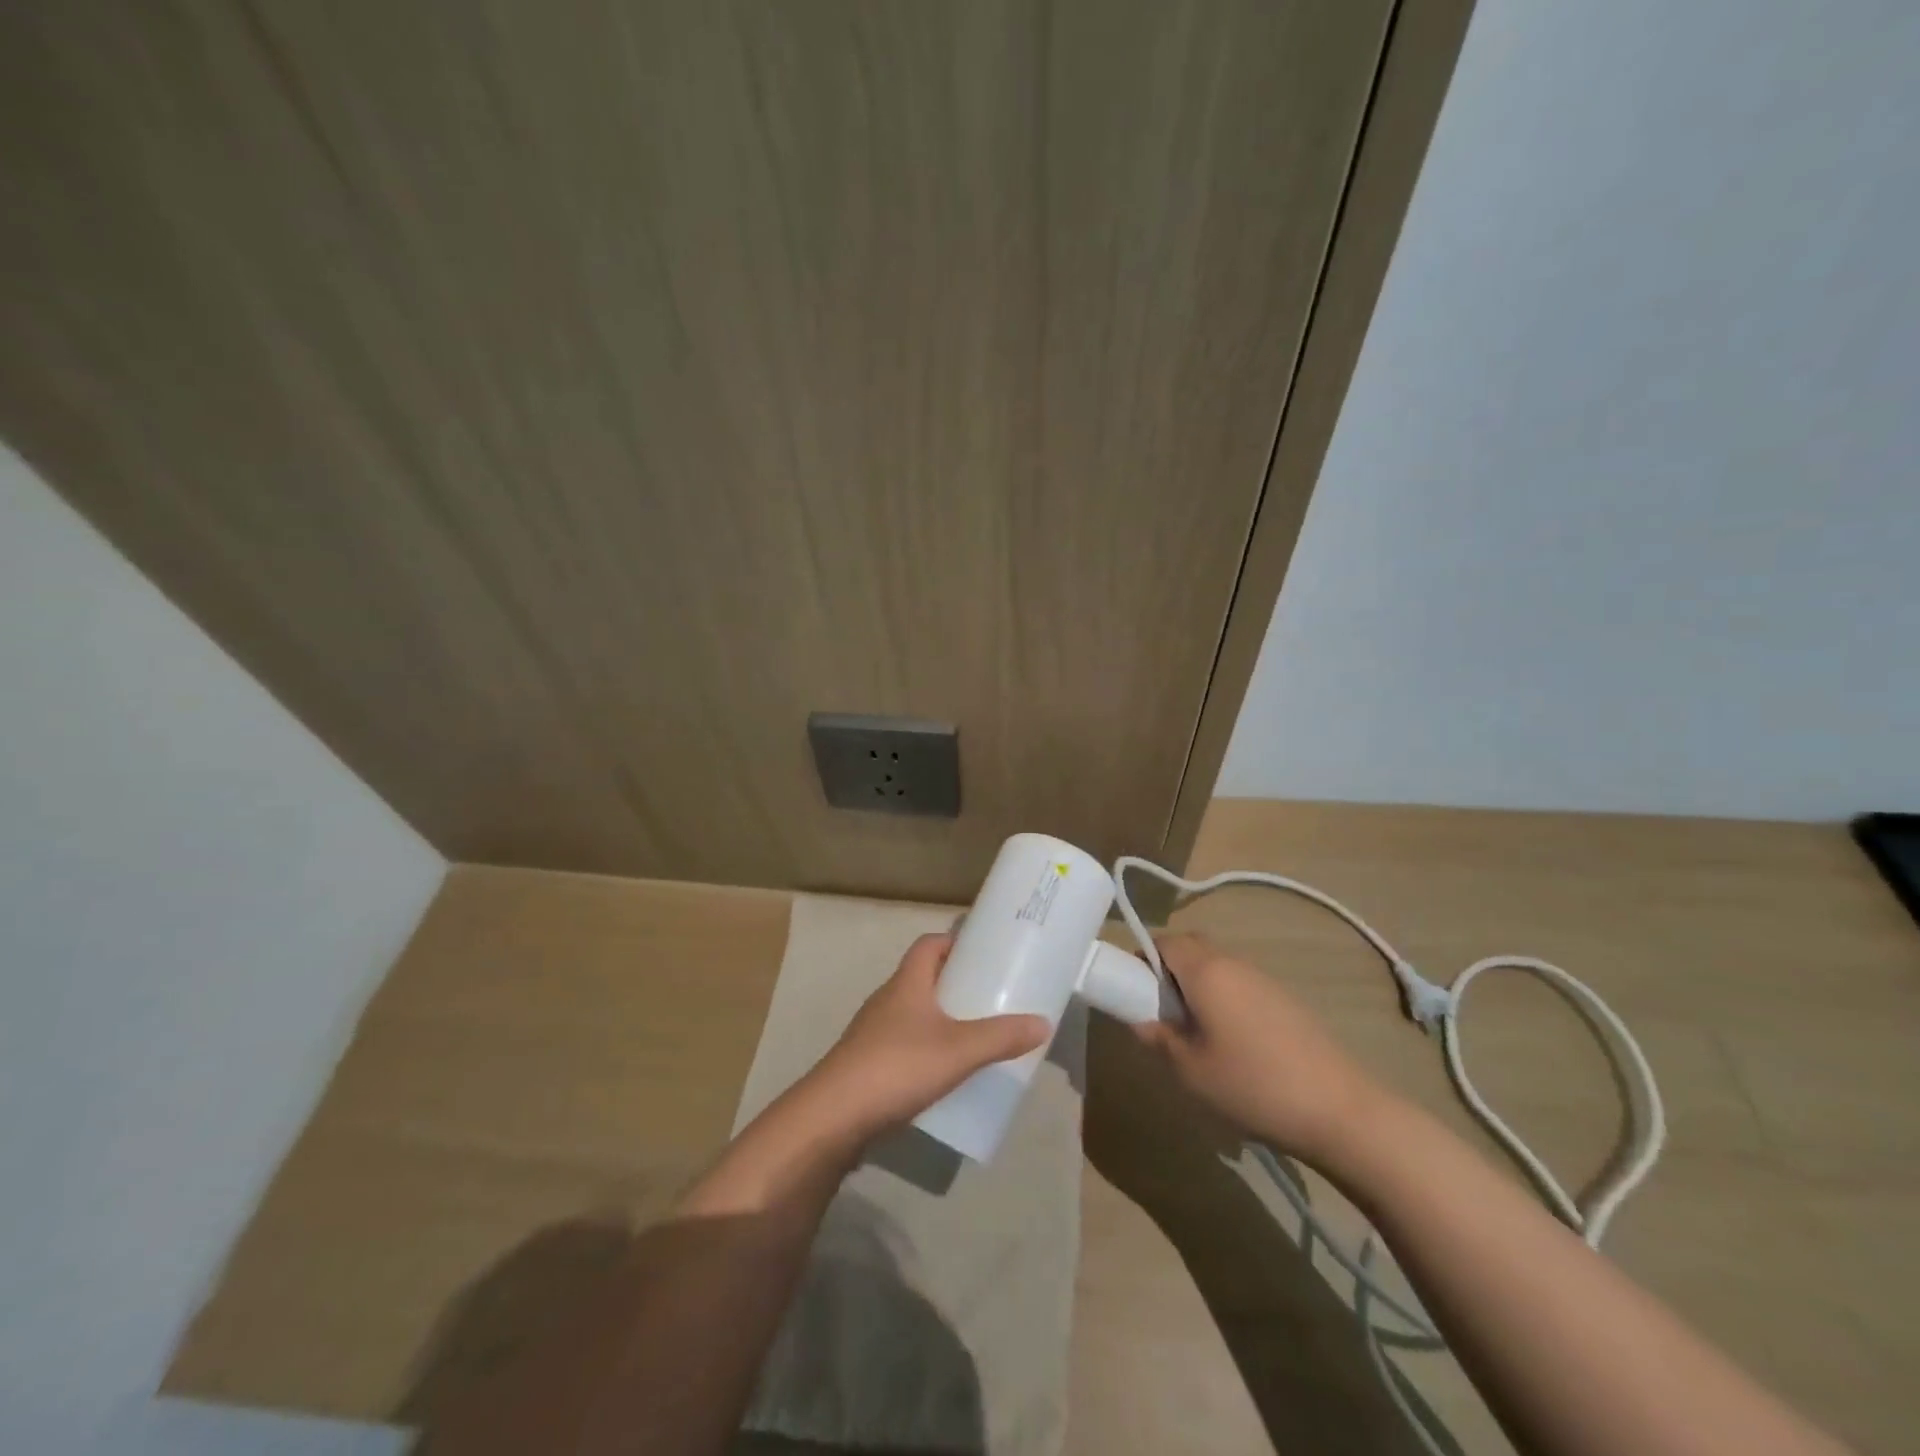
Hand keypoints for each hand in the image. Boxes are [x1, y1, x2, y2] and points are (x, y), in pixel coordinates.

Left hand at [804, 933, 1050, 1142]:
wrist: (833, 1118)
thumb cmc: (897, 1067)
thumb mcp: (958, 1050)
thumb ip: (1001, 1037)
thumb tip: (1043, 1022)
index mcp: (906, 983)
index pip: (928, 945)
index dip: (954, 941)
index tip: (983, 951)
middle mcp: (887, 1000)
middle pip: (922, 978)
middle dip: (955, 982)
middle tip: (990, 994)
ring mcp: (873, 1034)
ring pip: (913, 1014)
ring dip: (941, 1018)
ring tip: (975, 1033)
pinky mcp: (867, 1066)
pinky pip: (904, 1045)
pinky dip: (927, 1049)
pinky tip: (946, 1072)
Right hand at [1133, 933, 1384, 1159]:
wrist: (1341, 1111)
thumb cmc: (1253, 1085)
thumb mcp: (1190, 1070)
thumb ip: (1158, 1037)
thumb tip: (1141, 1020)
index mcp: (1206, 970)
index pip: (1163, 941)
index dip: (1141, 959)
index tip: (1133, 992)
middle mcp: (1235, 963)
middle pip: (1191, 948)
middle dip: (1168, 971)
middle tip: (1161, 1012)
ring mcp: (1265, 980)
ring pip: (1217, 967)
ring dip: (1198, 987)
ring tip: (1195, 1035)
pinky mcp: (1287, 1001)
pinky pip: (1241, 986)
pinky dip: (1225, 1000)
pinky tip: (1233, 1046)